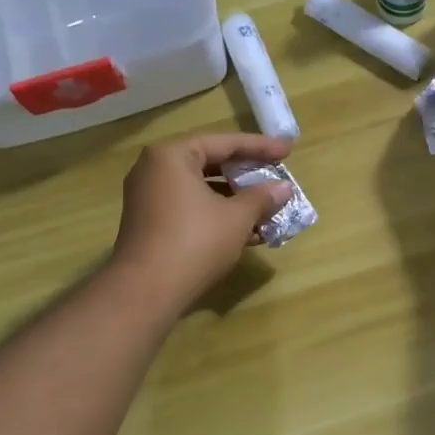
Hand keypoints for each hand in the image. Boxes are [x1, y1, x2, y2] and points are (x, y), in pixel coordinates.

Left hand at [109, 132, 294, 309]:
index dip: (260, 147)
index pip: (224, 143)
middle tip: (275, 174)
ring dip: (235, 199)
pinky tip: (248, 232)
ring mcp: (149, 198)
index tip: (287, 150)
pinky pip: (191, 208)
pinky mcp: (150, 224)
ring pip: (201, 189)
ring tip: (267, 208)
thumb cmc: (195, 242)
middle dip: (246, 174)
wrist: (146, 292)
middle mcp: (155, 170)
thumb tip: (284, 188)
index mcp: (172, 156)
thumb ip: (261, 197)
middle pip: (210, 163)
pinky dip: (217, 214)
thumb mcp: (237, 217)